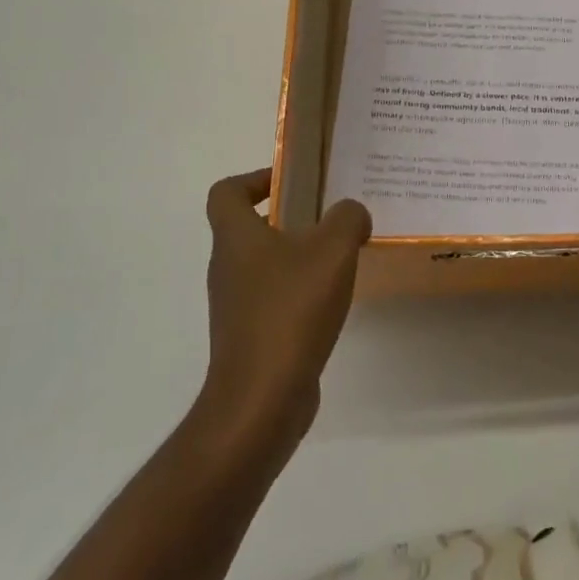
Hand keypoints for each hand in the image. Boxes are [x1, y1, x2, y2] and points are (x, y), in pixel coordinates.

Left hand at [199, 169, 371, 453]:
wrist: (261, 400)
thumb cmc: (291, 311)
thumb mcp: (332, 251)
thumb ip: (347, 219)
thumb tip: (352, 214)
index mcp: (236, 237)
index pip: (226, 192)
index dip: (254, 179)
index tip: (291, 182)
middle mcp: (227, 267)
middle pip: (248, 227)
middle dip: (288, 216)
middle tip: (329, 215)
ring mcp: (235, 305)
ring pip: (264, 264)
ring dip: (297, 255)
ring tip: (340, 257)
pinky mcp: (249, 337)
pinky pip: (273, 298)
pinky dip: (299, 291)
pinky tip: (332, 300)